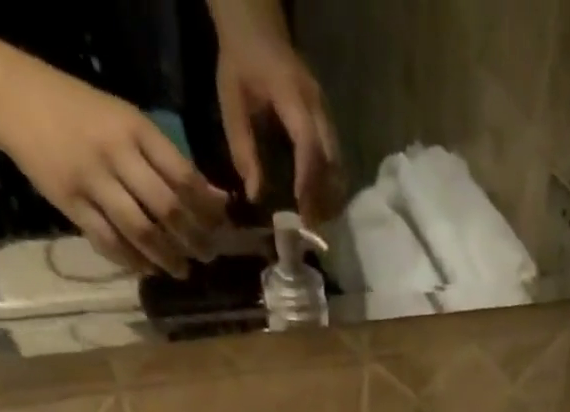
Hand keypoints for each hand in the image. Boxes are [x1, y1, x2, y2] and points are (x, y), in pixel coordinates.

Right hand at [0, 56, 228, 274]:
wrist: (8, 94)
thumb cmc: (81, 112)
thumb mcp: (128, 123)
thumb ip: (171, 163)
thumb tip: (219, 201)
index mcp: (134, 128)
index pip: (184, 178)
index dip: (208, 211)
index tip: (221, 230)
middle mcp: (115, 153)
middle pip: (167, 209)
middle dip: (194, 240)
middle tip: (207, 257)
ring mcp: (90, 179)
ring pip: (141, 231)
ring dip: (168, 258)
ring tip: (182, 270)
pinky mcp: (69, 202)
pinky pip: (109, 242)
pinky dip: (133, 261)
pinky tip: (148, 269)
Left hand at [216, 33, 341, 221]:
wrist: (258, 28)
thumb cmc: (240, 64)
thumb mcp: (231, 102)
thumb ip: (242, 148)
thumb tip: (254, 196)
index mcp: (292, 94)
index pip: (308, 143)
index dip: (307, 179)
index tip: (302, 211)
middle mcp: (317, 105)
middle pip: (330, 160)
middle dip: (322, 196)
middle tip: (311, 227)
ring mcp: (327, 114)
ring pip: (338, 164)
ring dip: (330, 195)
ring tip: (316, 220)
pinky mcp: (329, 124)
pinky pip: (336, 160)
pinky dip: (330, 185)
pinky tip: (320, 203)